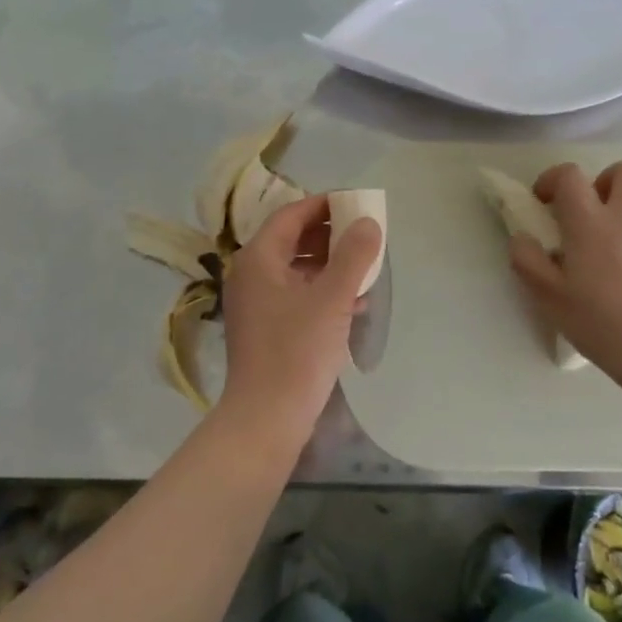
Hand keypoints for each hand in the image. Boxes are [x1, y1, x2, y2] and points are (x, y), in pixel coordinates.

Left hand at [220, 194, 381, 433]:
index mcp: (259, 259)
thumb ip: (353, 256)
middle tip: (365, 235)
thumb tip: (368, 222)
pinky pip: (298, 296)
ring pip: (298, 270)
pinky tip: (355, 303)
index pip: (291, 215)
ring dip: (331, 265)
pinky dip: (324, 292)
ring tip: (366, 268)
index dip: (324, 205)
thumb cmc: (297, 351)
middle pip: (293, 240)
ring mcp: (258, 304)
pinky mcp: (268, 328)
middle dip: (331, 236)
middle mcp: (252, 275)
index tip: (357, 203)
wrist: (267, 417)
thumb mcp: (332, 298)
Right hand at [509, 160, 621, 368]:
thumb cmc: (593, 318)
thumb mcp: (545, 293)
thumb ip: (526, 258)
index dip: (553, 179)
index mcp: (588, 222)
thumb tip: (522, 238)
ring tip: (614, 227)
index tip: (544, 202)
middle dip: (606, 178)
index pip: (570, 175)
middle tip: (590, 207)